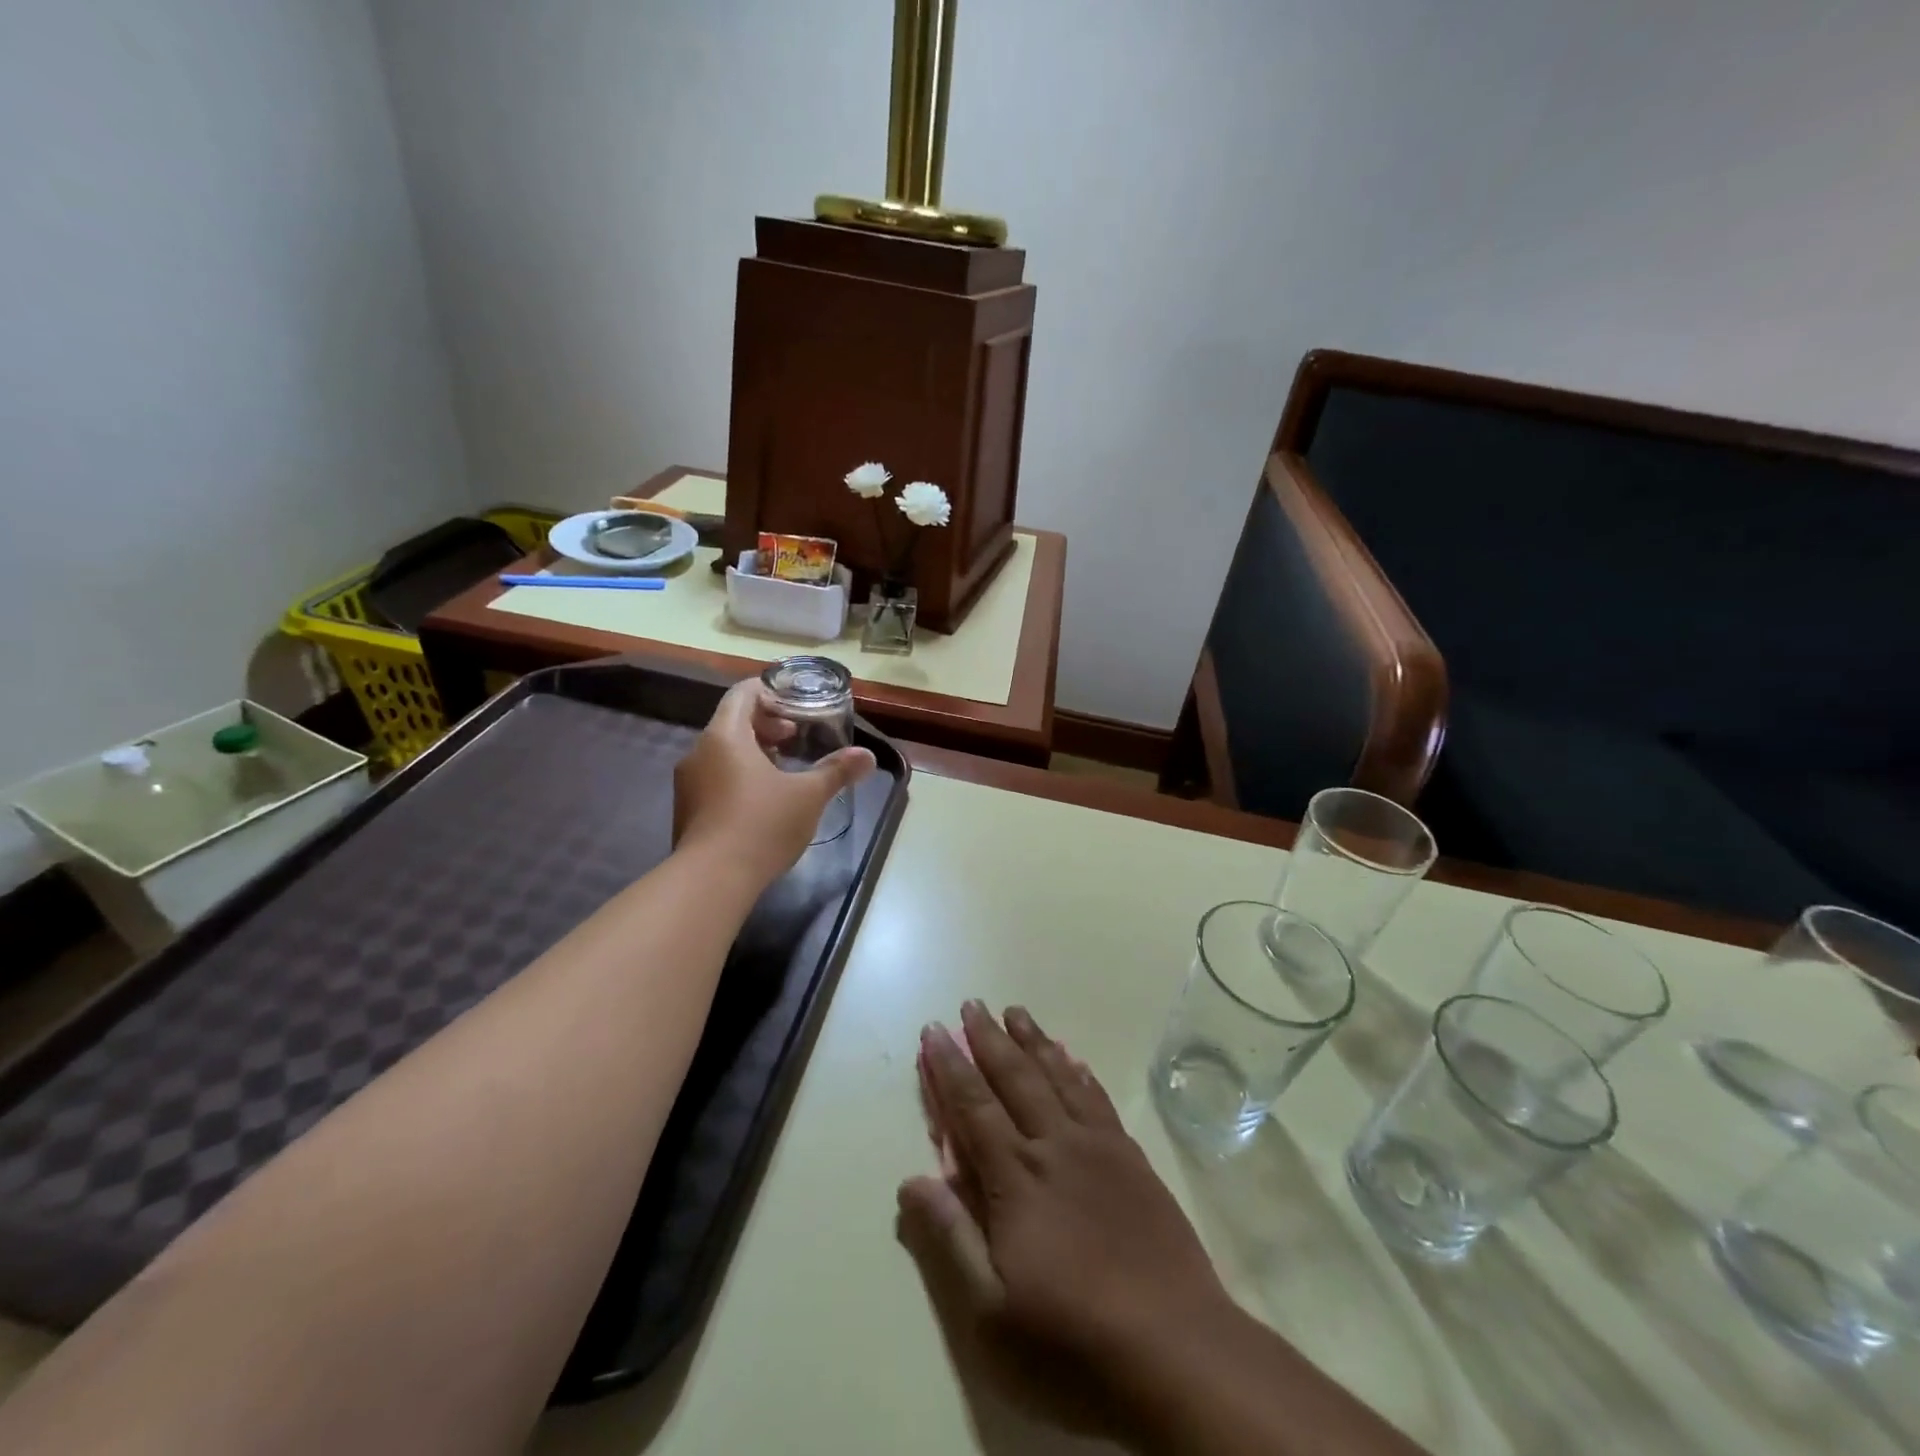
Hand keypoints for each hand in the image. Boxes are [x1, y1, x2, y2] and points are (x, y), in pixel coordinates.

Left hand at [673, 679, 874, 889]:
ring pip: (722, 753)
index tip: (795, 704)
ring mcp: (688, 783)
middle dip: (766, 725)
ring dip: (753, 753)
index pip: (742, 694)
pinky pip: (714, 778)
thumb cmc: (762, 824)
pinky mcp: (687, 811)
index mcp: (725, 736)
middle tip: (795, 738)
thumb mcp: (809, 795)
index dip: (769, 692)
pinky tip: (762, 801)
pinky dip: (738, 776)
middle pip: (732, 722)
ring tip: (783, 770)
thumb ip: (837, 771)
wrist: (712, 880)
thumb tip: (869, 756)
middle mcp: (699, 752)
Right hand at [900, 1002, 1240, 1444]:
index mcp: (1016, 1176)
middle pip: (1014, 1077)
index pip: (973, 1107)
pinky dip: (1079, 1071)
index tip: (934, 1031)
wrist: (1175, 1343)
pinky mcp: (1130, 1156)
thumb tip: (911, 1179)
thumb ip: (951, 1236)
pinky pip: (1097, 1098)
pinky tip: (1073, 1057)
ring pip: (1057, 1076)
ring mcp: (1097, 1146)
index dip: (950, 1067)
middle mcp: (1054, 1145)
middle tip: (973, 1003)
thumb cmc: (1073, 1334)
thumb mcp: (993, 1307)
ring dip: (1033, 1040)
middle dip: (988, 1038)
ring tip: (1016, 1011)